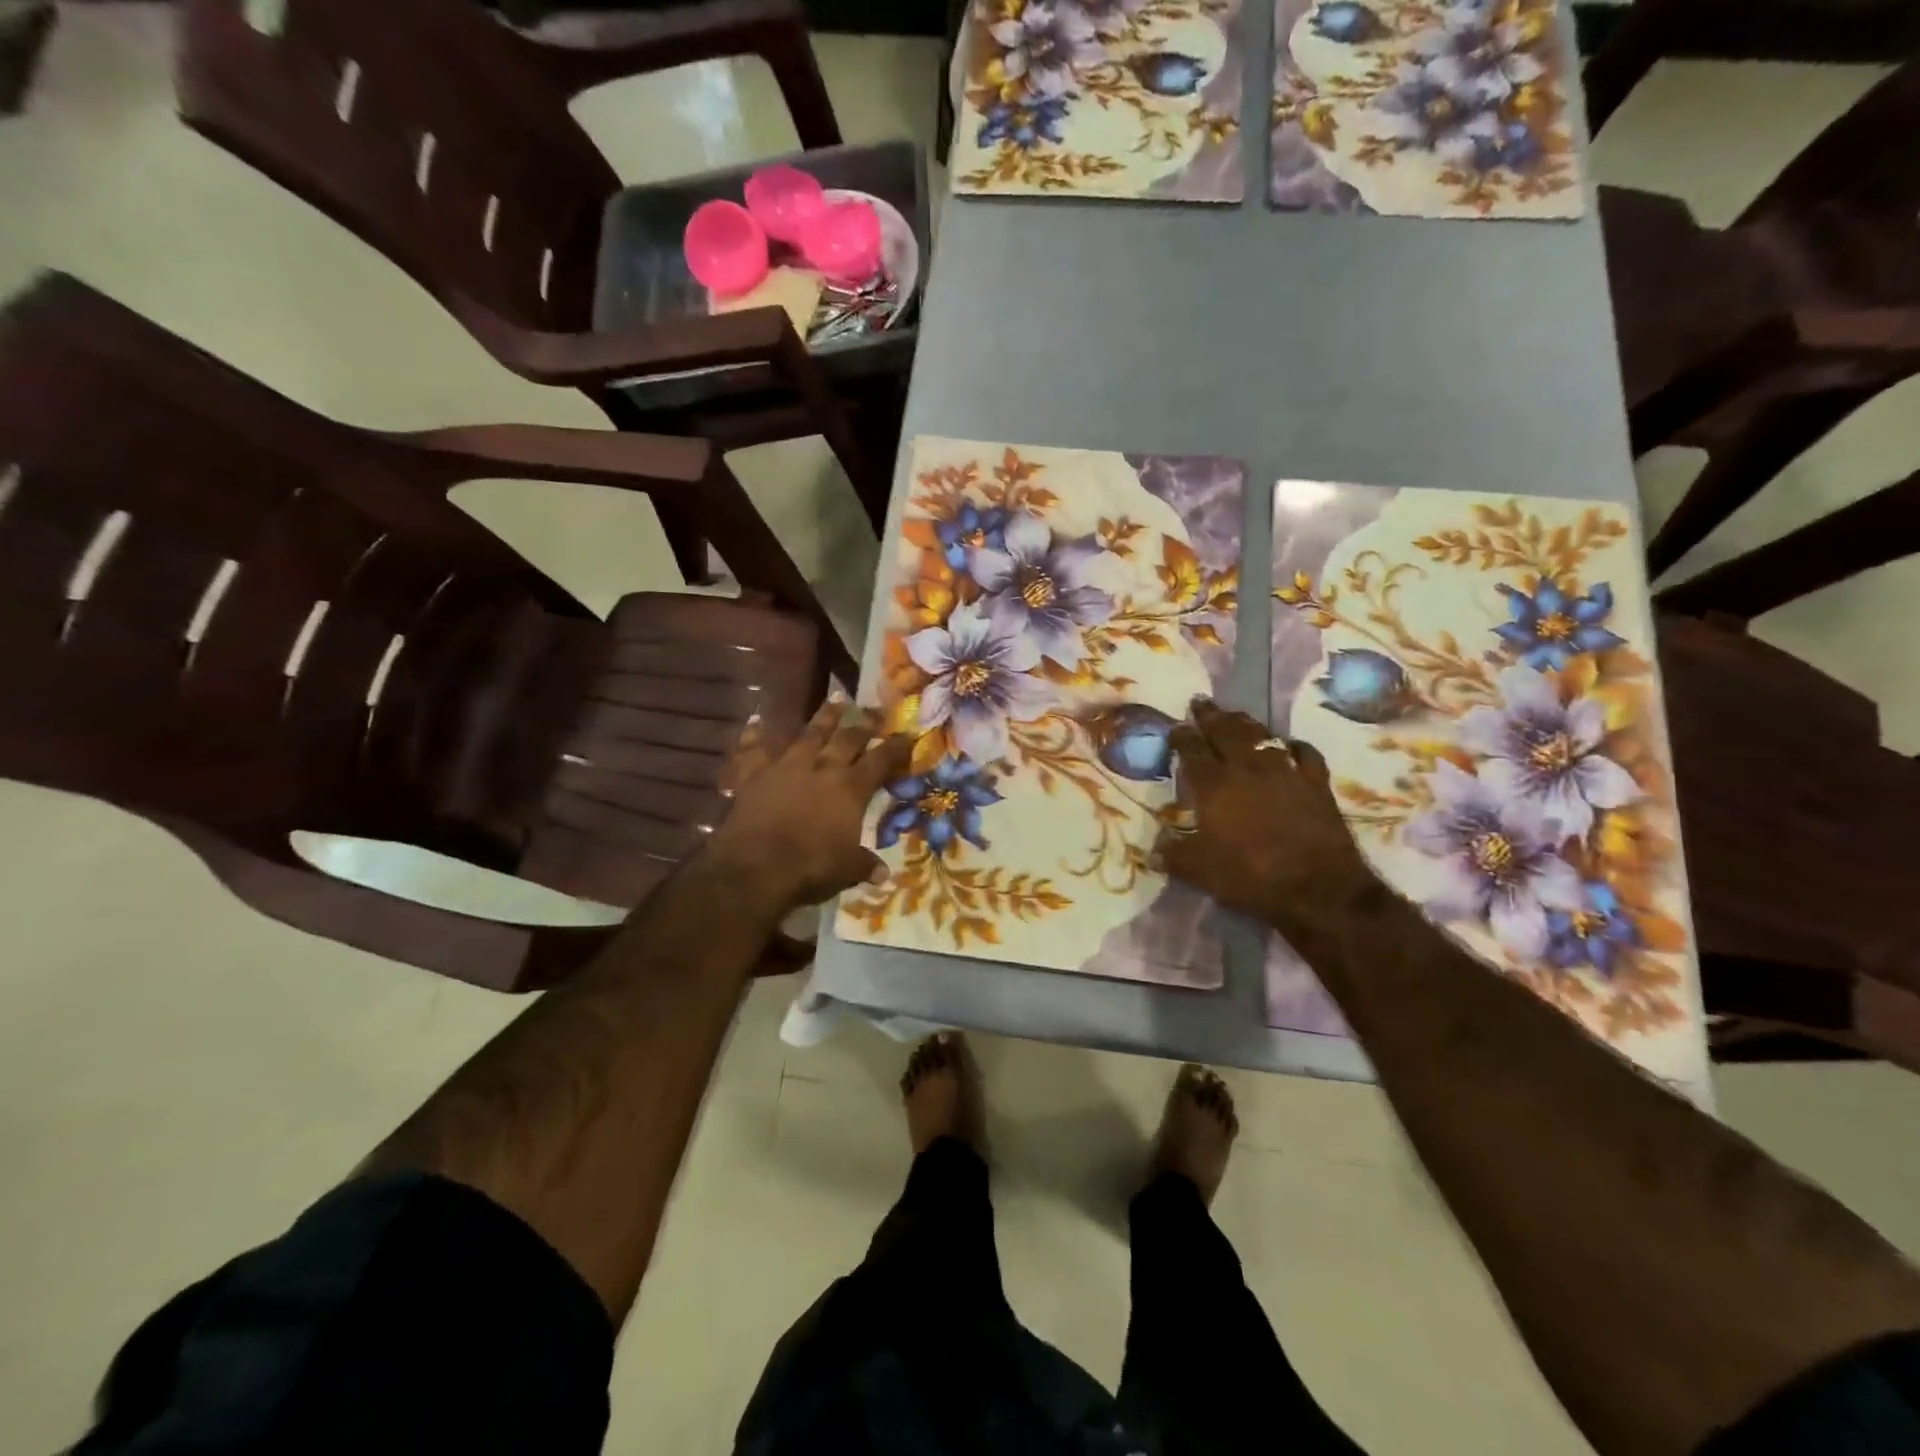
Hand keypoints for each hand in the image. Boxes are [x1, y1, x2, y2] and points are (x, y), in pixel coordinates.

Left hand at [708, 699, 911, 909]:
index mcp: (851, 790)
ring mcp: (786, 767)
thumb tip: (883, 873)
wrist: (754, 867)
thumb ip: (864, 865)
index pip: (880, 761)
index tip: (907, 735)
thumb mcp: (846, 871)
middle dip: (865, 723)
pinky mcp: (753, 774)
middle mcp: (822, 769)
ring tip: (835, 701)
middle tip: (875, 712)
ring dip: (824, 717)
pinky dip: (755, 734)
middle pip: (848, 738)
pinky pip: (754, 748)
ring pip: (809, 733)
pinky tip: (757, 720)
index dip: (896, 747)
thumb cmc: (810, 868)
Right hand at [1153, 700, 1376, 944]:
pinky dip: (1291, 745)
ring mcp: (1285, 771)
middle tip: (1201, 702)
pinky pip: (1303, 753)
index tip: (1174, 727)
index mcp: (1214, 785)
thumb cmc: (1251, 877)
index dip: (1181, 736)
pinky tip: (1287, 744)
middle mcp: (1247, 768)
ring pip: (1261, 735)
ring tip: (1235, 715)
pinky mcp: (1315, 782)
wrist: (1318, 887)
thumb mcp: (1199, 872)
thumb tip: (1154, 848)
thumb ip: (1173, 855)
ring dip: (1245, 722)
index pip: (1191, 750)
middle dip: (1210, 715)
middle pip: (1225, 731)